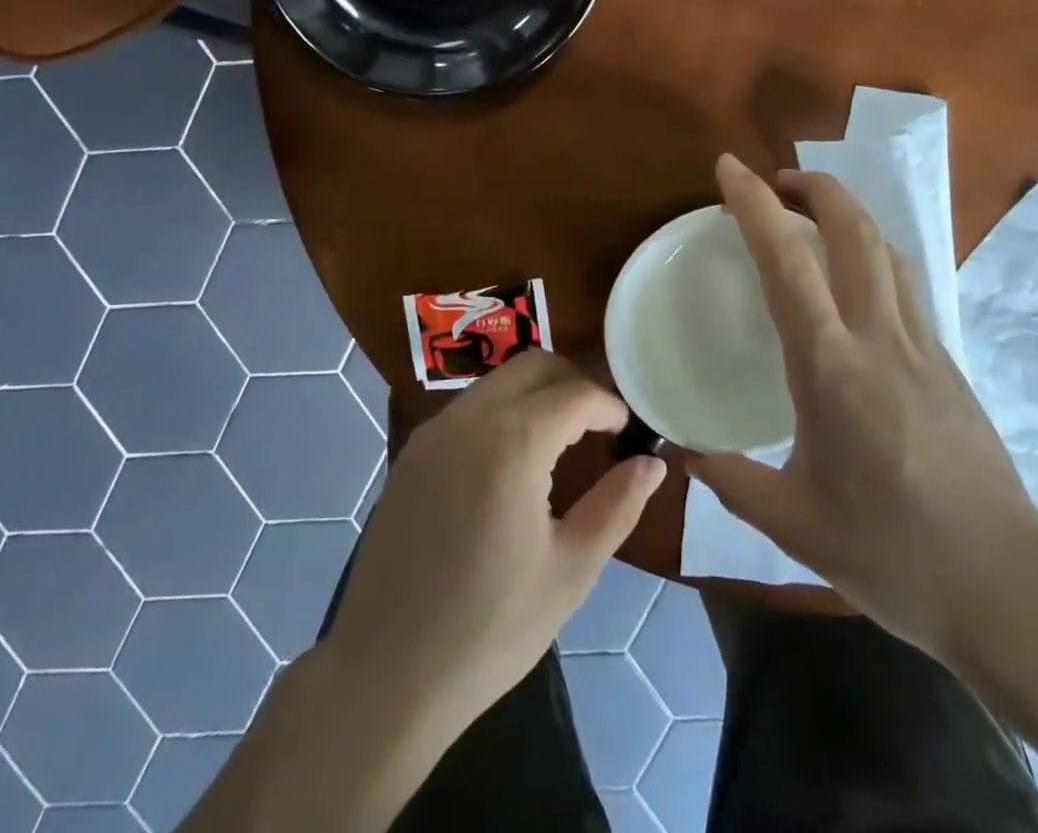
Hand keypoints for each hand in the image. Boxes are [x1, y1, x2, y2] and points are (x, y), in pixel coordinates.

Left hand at [321, 351, 666, 745]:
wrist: (385, 673)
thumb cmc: (490, 629)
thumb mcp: (570, 572)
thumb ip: (616, 507)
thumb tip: (652, 464)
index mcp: (512, 443)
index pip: (574, 392)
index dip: (609, 405)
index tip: (627, 432)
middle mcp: (469, 419)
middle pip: (533, 365)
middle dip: (573, 383)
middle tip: (598, 427)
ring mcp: (434, 431)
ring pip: (498, 381)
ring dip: (536, 394)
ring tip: (560, 444)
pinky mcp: (412, 451)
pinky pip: (468, 408)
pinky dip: (502, 413)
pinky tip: (511, 464)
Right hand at [690, 155, 1037, 665]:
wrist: (1008, 591)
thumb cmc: (891, 553)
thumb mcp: (792, 524)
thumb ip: (729, 479)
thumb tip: (681, 452)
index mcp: (831, 368)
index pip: (787, 263)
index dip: (755, 205)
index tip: (729, 167)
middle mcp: (880, 340)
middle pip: (855, 232)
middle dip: (816, 187)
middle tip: (776, 180)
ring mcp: (924, 348)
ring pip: (889, 252)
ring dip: (849, 216)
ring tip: (813, 216)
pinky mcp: (950, 366)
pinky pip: (907, 287)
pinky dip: (873, 256)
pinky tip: (855, 283)